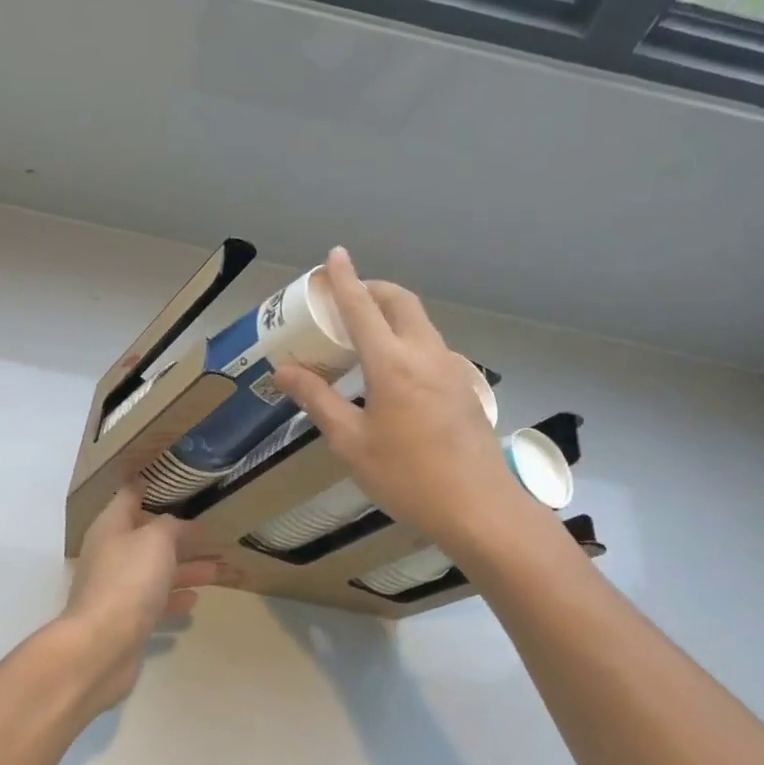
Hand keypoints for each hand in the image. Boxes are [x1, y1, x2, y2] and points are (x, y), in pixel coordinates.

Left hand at [58, 486, 221, 713]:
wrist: (102, 646)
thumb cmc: (129, 581)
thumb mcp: (156, 540)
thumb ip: (170, 526)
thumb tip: (175, 525)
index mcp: (111, 527)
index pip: (130, 495)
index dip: (151, 485)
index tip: (177, 478)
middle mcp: (111, 554)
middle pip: (148, 537)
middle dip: (180, 534)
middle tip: (212, 530)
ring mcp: (117, 588)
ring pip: (156, 571)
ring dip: (185, 568)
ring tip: (217, 568)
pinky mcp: (126, 619)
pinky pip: (155, 601)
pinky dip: (175, 598)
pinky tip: (195, 599)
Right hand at [274, 248, 524, 556]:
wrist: (481, 510)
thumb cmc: (407, 477)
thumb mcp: (351, 443)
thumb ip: (317, 400)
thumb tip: (283, 371)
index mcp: (392, 363)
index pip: (362, 306)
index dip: (345, 278)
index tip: (334, 254)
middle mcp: (425, 353)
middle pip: (400, 301)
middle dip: (372, 288)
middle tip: (344, 298)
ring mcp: (451, 368)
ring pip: (419, 322)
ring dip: (391, 314)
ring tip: (363, 335)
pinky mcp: (464, 386)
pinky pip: (430, 346)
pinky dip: (406, 339)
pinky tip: (392, 372)